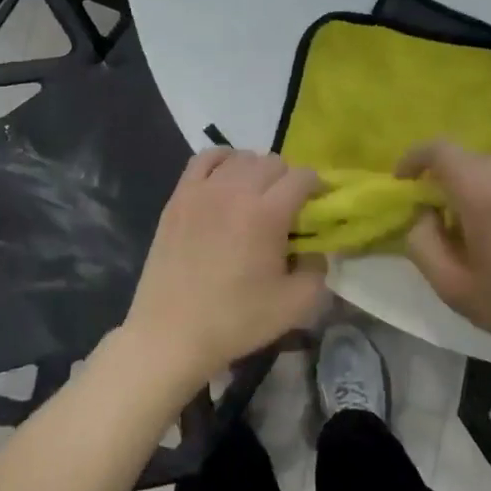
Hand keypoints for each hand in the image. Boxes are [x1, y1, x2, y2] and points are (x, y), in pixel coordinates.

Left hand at [122, 148, 327, 389]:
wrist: (171, 334)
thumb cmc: (236, 321)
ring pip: (241, 157)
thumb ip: (319, 269)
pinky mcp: (178, 198)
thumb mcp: (296, 305)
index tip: (318, 206)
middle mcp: (235, 191)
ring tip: (257, 196)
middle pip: (273, 162)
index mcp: (267, 213)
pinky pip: (205, 159)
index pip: (302, 177)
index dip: (317, 188)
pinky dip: (223, 160)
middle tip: (288, 208)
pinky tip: (227, 179)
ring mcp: (202, 191)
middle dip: (288, 180)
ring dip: (257, 170)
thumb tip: (316, 249)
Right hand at [397, 140, 490, 363]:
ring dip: (469, 185)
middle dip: (440, 177)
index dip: (413, 159)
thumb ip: (422, 244)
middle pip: (464, 157)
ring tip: (470, 226)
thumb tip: (422, 214)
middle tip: (434, 215)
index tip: (403, 183)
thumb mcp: (454, 288)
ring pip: (490, 167)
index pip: (439, 150)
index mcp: (484, 195)